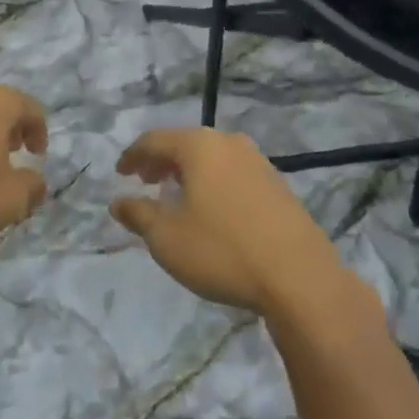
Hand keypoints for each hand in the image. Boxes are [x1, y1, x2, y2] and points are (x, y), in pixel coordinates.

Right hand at [110, 128, 346, 315]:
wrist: (300, 278)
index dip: (133, 156)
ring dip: (188, 172)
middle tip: (144, 181)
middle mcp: (229, 143)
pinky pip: (233, 173)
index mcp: (199, 146)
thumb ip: (139, 215)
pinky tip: (211, 208)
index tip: (119, 174)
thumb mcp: (167, 238)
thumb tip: (118, 202)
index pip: (155, 140)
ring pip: (212, 157)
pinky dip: (212, 182)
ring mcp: (258, 162)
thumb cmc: (223, 251)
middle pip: (185, 144)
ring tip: (175, 195)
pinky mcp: (278, 185)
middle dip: (161, 161)